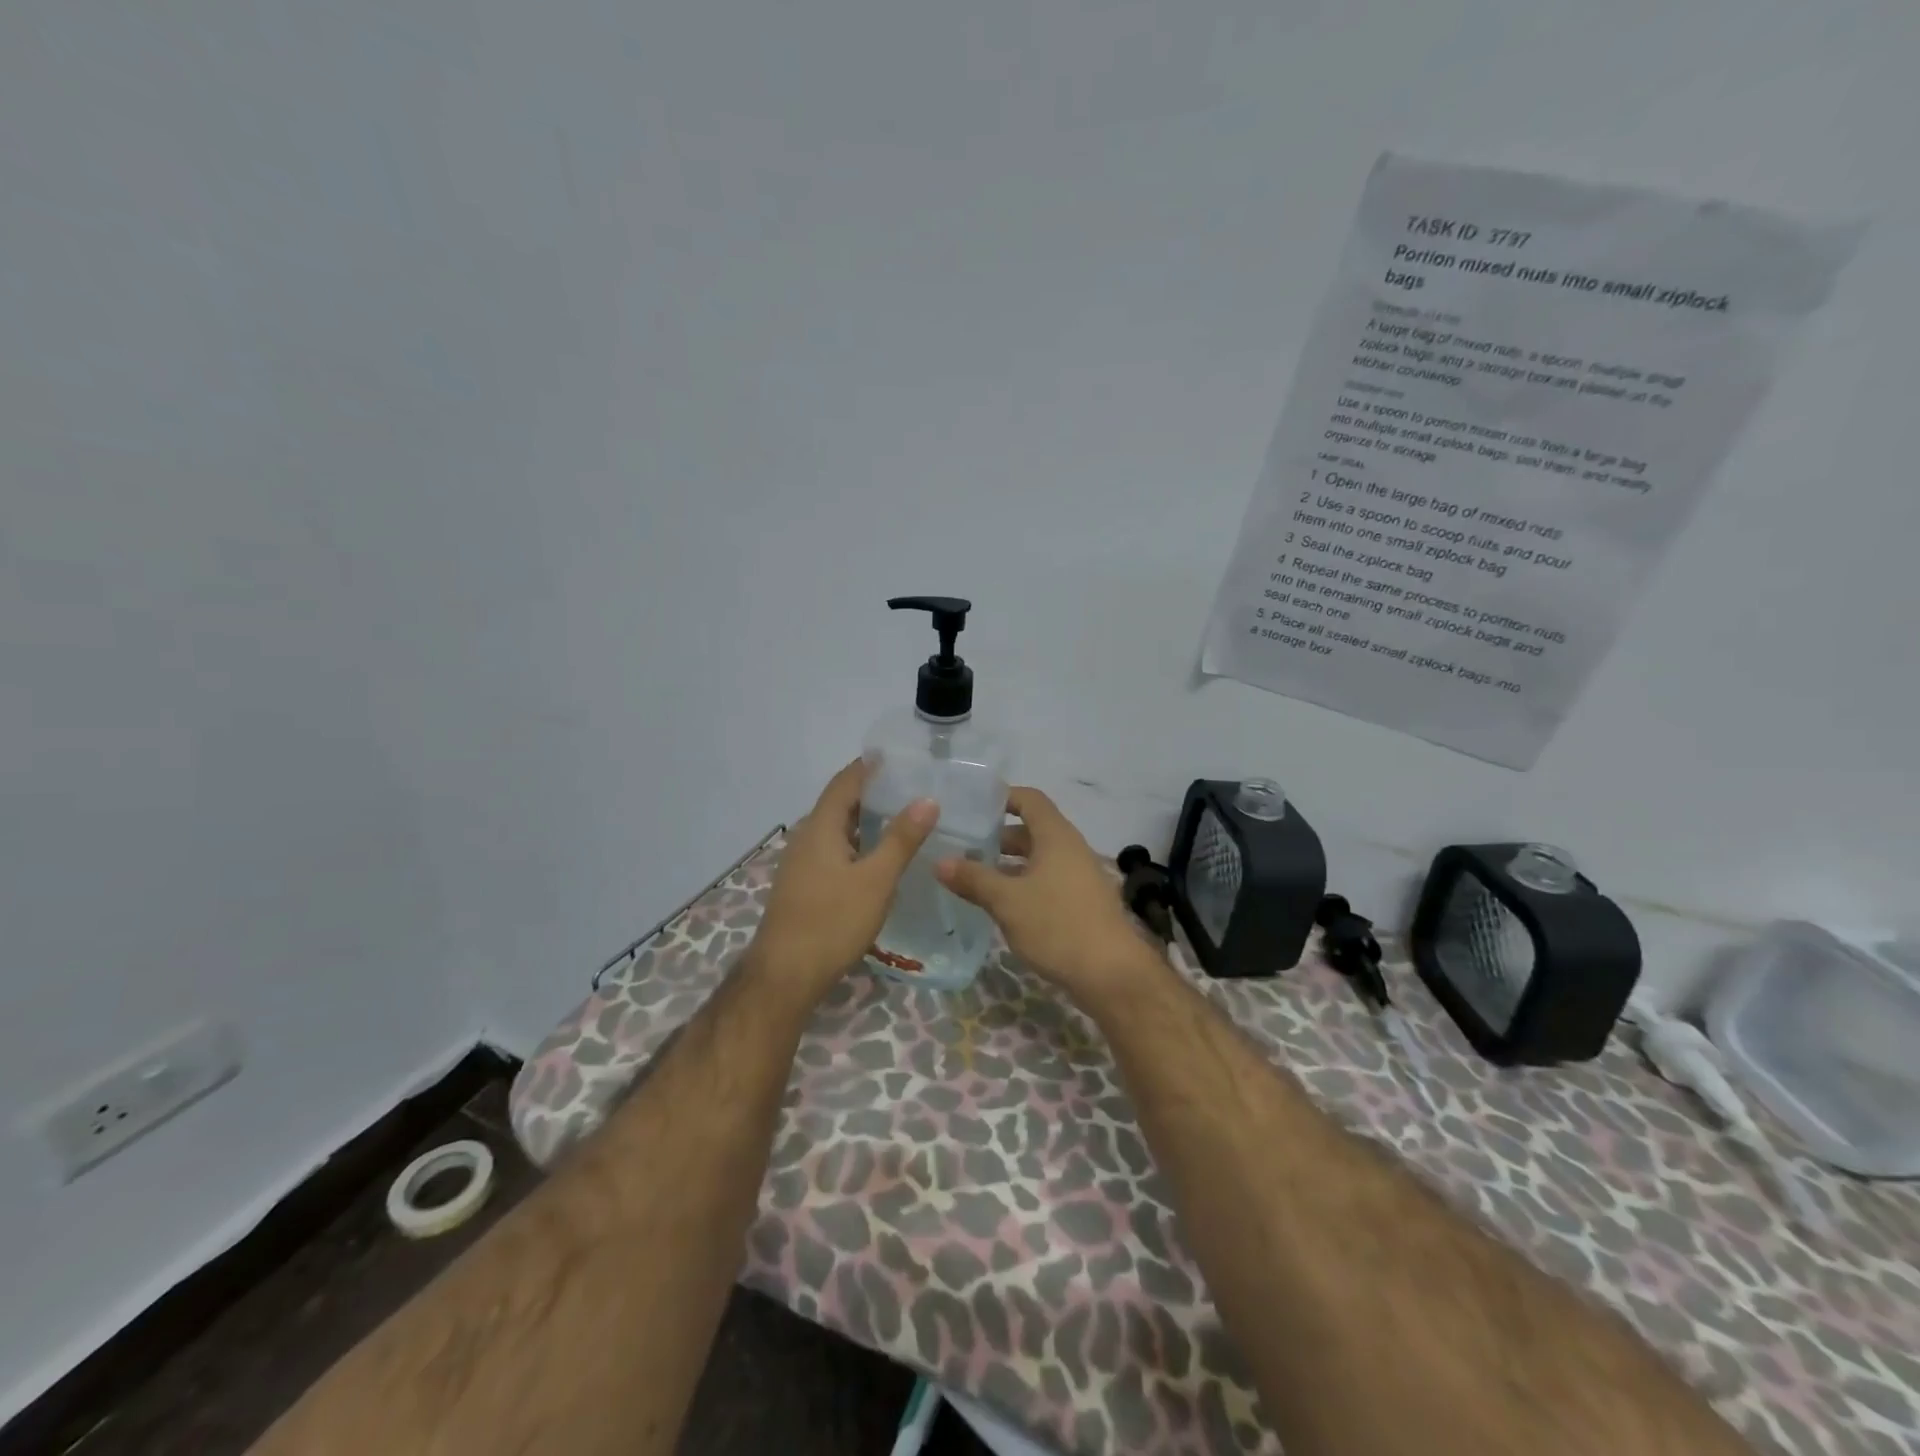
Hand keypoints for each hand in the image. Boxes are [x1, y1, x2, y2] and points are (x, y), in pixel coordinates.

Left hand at [749, 760, 938, 1001]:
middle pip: (840, 803)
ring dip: (867, 820)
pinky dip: (858, 844)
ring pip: (838, 829)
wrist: (785, 976)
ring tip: (904, 818)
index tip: (901, 756)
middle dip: (873, 792)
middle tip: (912, 787)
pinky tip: (880, 858)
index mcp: (820, 827)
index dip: (870, 765)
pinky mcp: (804, 885)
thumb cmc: (832, 922)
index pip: (846, 781)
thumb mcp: (876, 880)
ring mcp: (802, 863)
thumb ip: (901, 839)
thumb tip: (927, 799)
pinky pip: (834, 850)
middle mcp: (806, 837)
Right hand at [935, 786, 1160, 1004]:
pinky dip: (1023, 883)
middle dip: (997, 836)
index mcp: (1056, 836)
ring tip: (973, 875)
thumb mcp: (1007, 901)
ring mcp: (1079, 876)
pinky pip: (1047, 879)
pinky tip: (1000, 903)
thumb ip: (973, 879)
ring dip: (1008, 863)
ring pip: (1038, 858)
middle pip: (1032, 829)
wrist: (1112, 973)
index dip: (1002, 797)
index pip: (1030, 799)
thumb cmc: (1057, 925)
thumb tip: (939, 861)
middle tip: (963, 845)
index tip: (972, 806)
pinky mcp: (1081, 901)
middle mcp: (1070, 848)